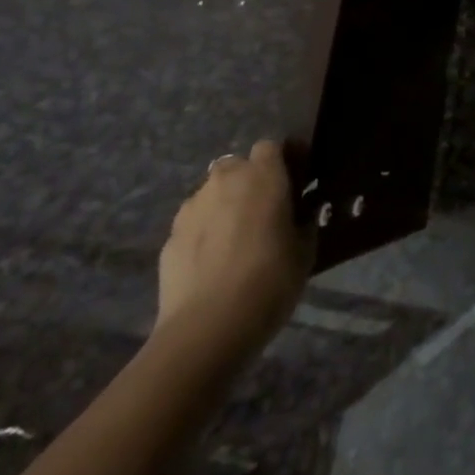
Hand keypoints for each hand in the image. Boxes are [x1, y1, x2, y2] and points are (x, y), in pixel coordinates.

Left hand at [155, 140, 308, 359]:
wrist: (208, 327)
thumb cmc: (270, 278)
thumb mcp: (305, 249)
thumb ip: (302, 221)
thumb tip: (300, 213)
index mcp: (263, 175)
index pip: (271, 147)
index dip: (283, 161)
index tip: (294, 184)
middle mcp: (224, 181)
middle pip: (237, 166)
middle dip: (249, 182)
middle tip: (265, 212)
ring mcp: (191, 209)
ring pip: (212, 194)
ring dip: (224, 206)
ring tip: (236, 240)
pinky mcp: (168, 239)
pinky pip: (194, 224)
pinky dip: (204, 234)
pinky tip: (214, 264)